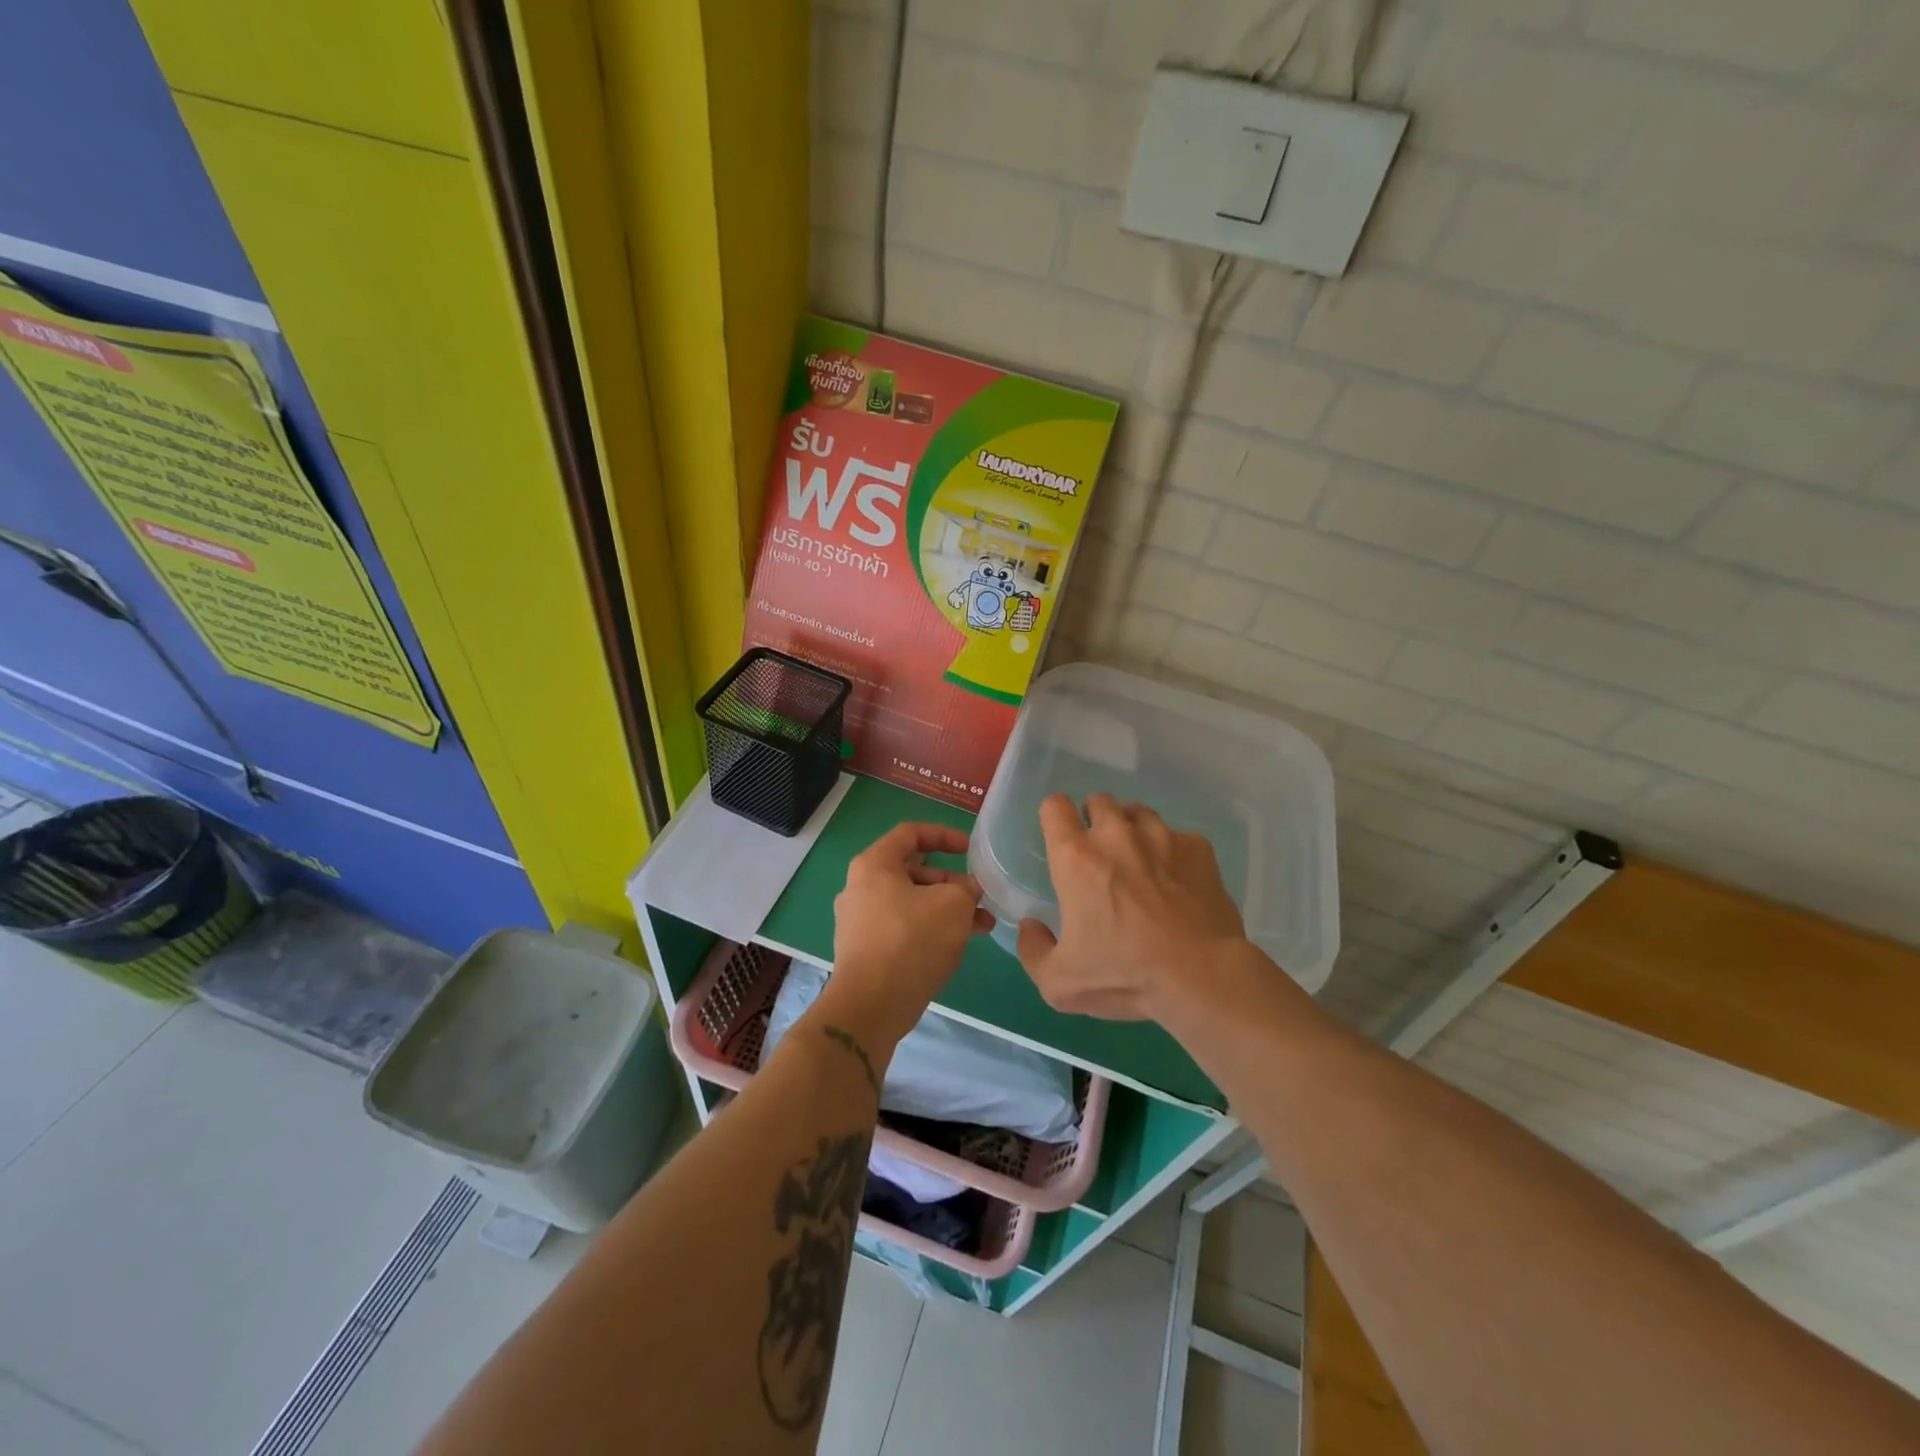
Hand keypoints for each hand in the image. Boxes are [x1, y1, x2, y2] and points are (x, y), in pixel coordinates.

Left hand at [825, 822, 992, 1047]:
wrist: (871, 1005)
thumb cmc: (912, 940)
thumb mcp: (953, 905)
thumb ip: (966, 888)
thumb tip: (967, 891)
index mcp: (874, 865)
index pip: (910, 834)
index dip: (944, 835)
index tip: (969, 850)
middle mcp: (860, 888)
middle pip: (913, 872)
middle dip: (952, 882)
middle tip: (980, 898)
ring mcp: (859, 921)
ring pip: (911, 903)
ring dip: (947, 910)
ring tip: (982, 926)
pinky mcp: (865, 950)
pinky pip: (903, 928)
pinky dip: (930, 929)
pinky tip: (956, 946)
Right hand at [1017, 792, 1249, 1020]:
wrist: (1201, 977)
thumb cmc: (1124, 975)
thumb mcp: (1060, 982)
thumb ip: (1033, 950)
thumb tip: (1031, 926)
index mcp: (1076, 858)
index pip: (1054, 807)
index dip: (1054, 817)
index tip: (1060, 838)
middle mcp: (1116, 834)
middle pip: (1099, 800)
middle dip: (1095, 820)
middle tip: (1101, 856)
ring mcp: (1162, 836)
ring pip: (1139, 813)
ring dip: (1133, 831)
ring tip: (1141, 864)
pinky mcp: (1198, 848)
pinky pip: (1178, 836)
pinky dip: (1173, 852)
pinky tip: (1179, 882)